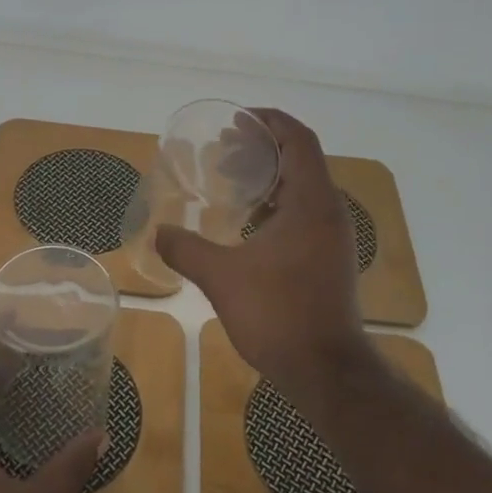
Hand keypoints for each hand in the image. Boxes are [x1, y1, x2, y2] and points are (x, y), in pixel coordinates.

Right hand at [155, 107, 366, 397]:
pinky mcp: (331, 259)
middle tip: (224, 150)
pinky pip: (306, 212)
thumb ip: (185, 248)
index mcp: (311, 202)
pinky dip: (278, 204)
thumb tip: (157, 232)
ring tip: (232, 181)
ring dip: (270, 176)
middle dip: (263, 147)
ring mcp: (334, 237)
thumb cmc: (277, 314)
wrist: (326, 371)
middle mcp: (329, 212)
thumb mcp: (221, 277)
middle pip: (301, 158)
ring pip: (304, 188)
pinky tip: (249, 223)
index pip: (298, 139)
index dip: (269, 121)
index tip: (236, 121)